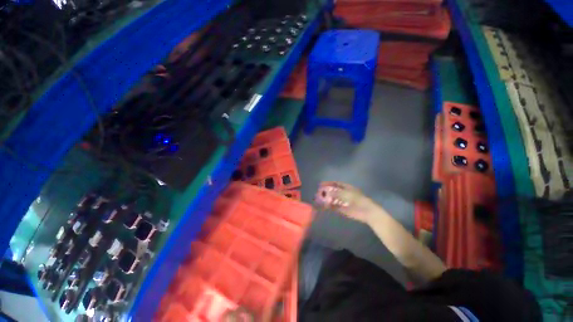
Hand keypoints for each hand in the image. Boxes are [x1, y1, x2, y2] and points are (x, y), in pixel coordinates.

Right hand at [314, 181, 374, 222]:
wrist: (367, 212)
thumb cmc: (358, 200)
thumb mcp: (347, 194)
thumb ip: (337, 193)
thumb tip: (327, 192)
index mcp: (346, 188)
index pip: (336, 184)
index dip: (329, 183)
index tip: (321, 184)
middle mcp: (344, 194)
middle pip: (333, 191)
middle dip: (326, 191)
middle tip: (318, 193)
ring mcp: (343, 201)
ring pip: (333, 199)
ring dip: (327, 199)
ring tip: (319, 200)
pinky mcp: (343, 209)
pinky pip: (335, 206)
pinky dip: (330, 206)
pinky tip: (324, 206)